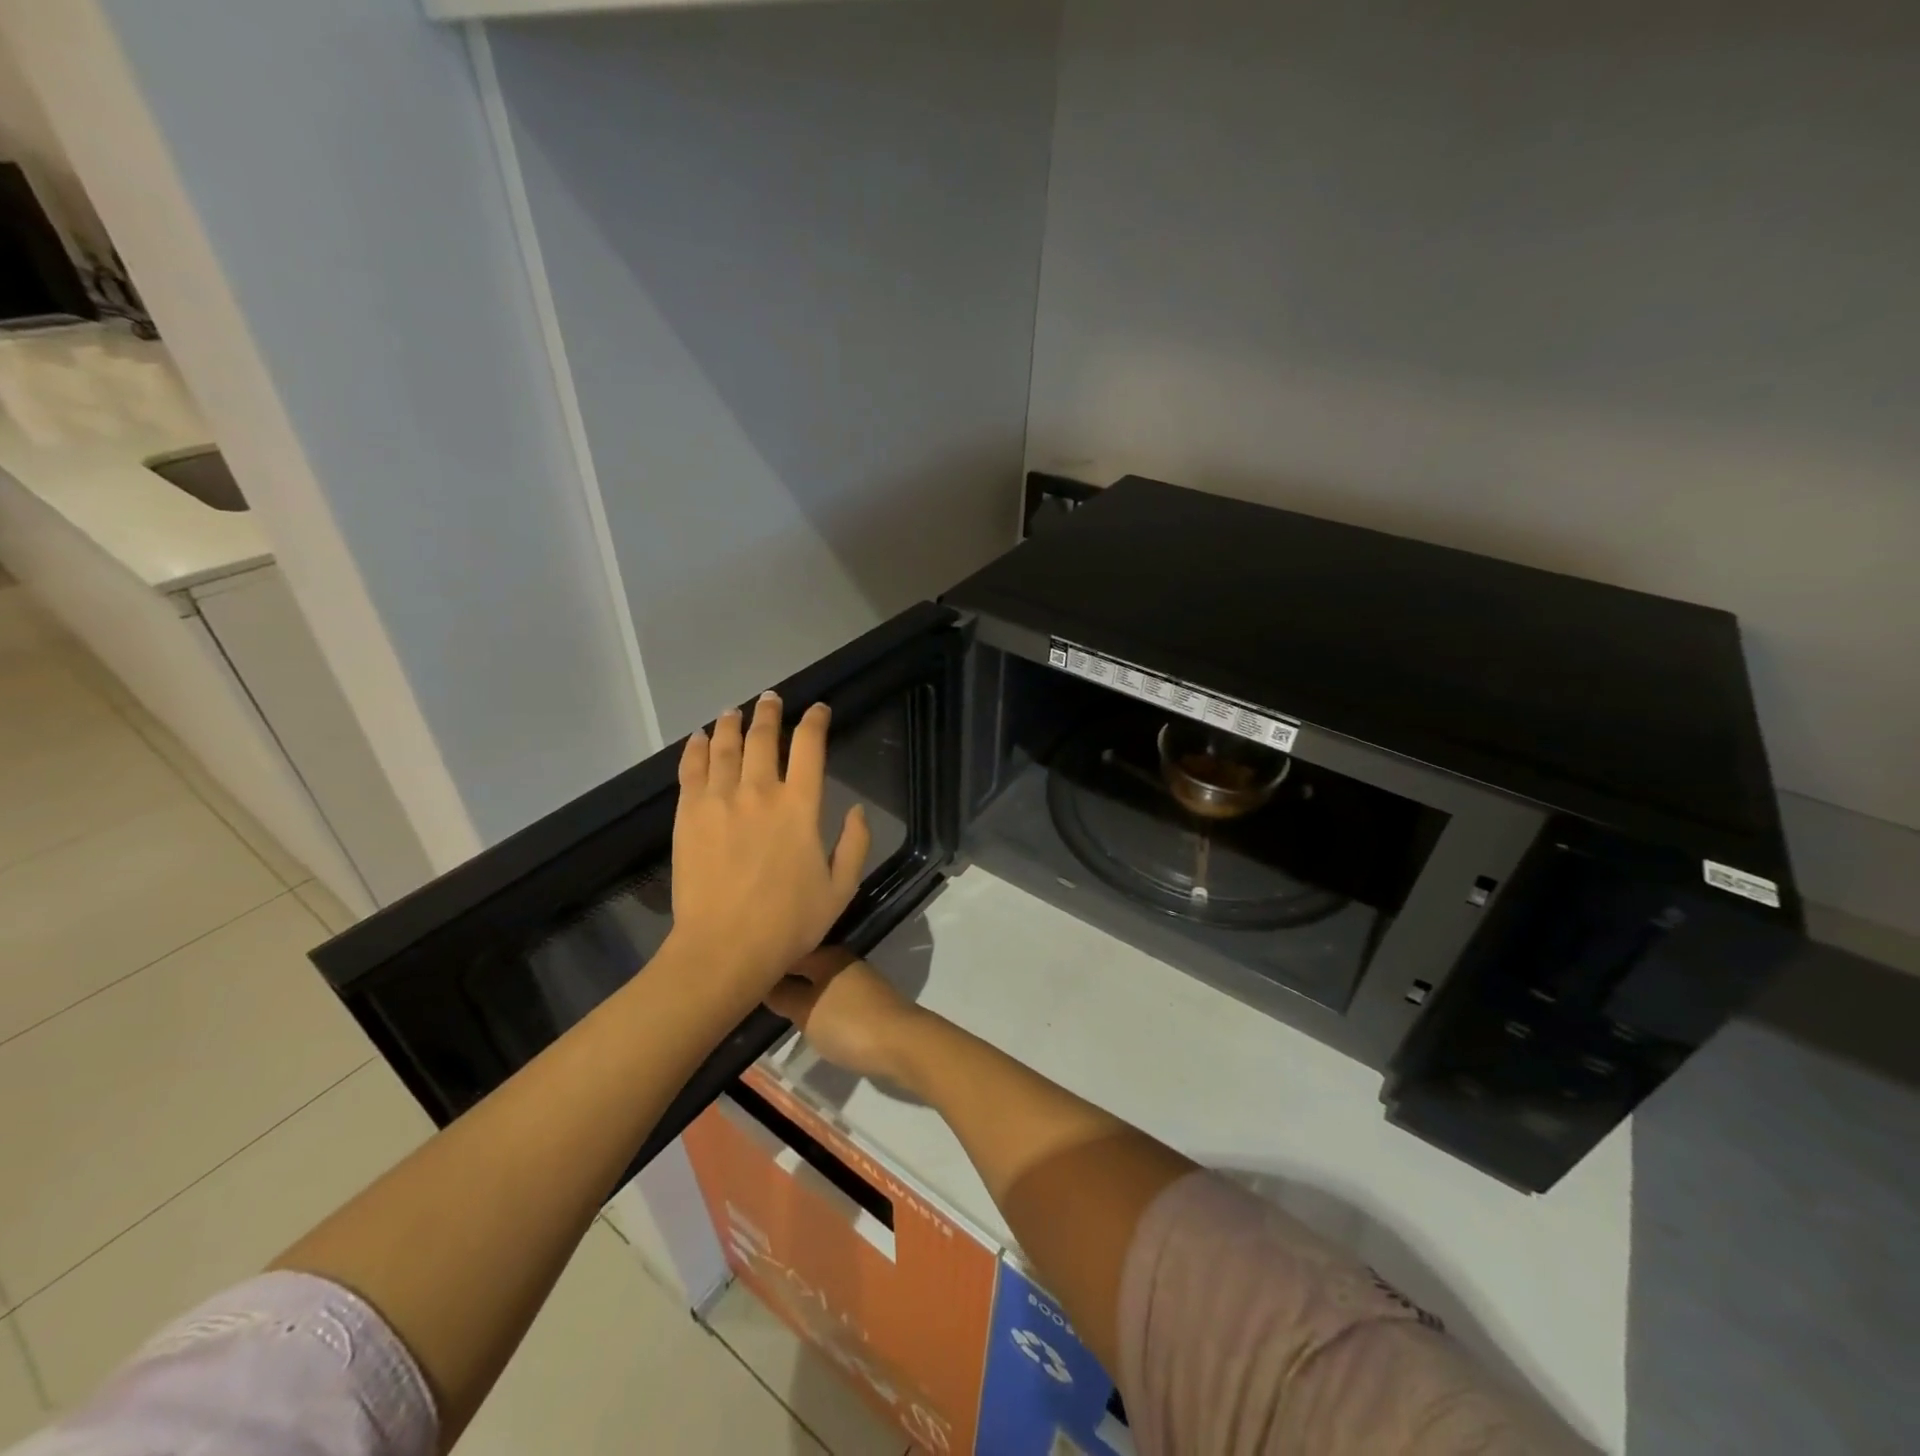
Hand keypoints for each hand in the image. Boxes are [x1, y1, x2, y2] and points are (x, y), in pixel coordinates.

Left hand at [670, 692, 870, 995]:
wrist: (723, 949)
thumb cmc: (788, 923)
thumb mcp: (840, 889)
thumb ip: (855, 844)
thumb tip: (858, 810)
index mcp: (800, 807)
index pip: (810, 747)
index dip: (815, 721)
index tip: (818, 710)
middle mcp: (759, 791)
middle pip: (764, 738)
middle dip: (770, 712)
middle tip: (772, 698)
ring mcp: (719, 800)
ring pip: (724, 746)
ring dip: (731, 724)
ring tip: (734, 711)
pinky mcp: (688, 814)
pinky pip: (691, 769)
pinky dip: (695, 748)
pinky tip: (698, 738)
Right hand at [766, 949, 929, 1086]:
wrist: (903, 1045)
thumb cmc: (849, 1024)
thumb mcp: (806, 1011)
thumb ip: (783, 995)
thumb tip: (763, 980)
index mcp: (827, 955)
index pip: (789, 949)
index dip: (767, 960)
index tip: (741, 973)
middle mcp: (842, 961)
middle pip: (805, 964)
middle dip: (782, 976)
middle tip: (752, 993)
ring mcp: (858, 982)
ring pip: (819, 982)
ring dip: (800, 991)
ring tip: (773, 1007)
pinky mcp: (867, 1002)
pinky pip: (832, 997)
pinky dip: (816, 1004)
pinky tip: (806, 1017)